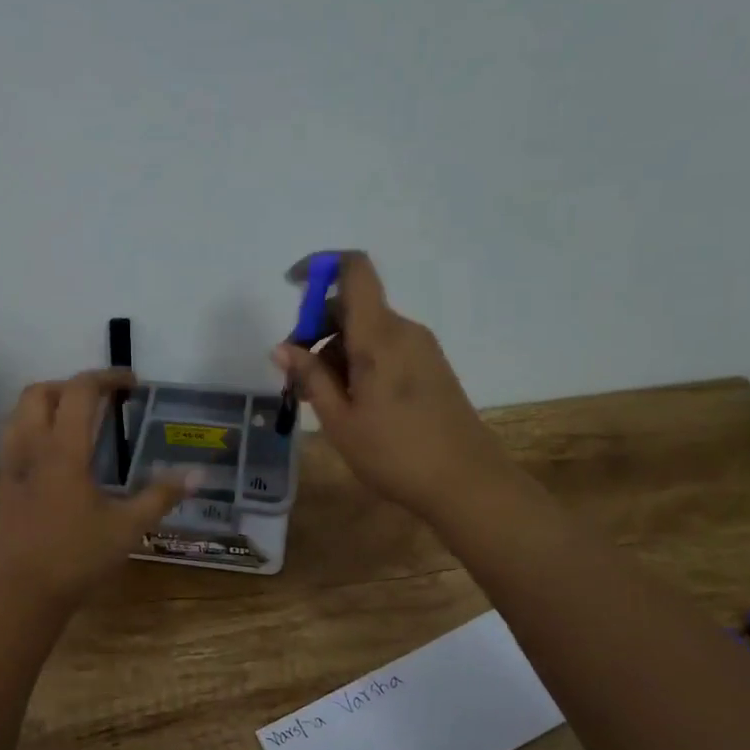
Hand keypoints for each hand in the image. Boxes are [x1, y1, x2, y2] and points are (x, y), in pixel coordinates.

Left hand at [0, 369, 189, 613]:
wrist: (22, 595)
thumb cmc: (77, 558)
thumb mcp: (128, 528)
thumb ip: (162, 495)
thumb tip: (198, 474)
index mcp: (63, 450)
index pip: (79, 391)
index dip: (106, 377)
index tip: (132, 382)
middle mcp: (32, 447)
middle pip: (41, 392)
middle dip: (72, 385)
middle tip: (102, 399)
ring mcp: (12, 465)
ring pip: (20, 412)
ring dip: (48, 403)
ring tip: (77, 419)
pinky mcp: (3, 484)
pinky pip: (13, 437)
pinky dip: (34, 427)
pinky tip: (56, 453)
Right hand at [276, 252, 513, 524]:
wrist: (468, 483)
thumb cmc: (395, 453)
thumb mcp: (340, 419)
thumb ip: (310, 376)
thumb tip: (282, 347)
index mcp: (379, 336)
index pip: (353, 270)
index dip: (320, 265)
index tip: (291, 286)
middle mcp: (403, 330)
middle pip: (351, 306)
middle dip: (316, 330)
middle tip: (296, 377)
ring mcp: (420, 348)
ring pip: (366, 330)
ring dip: (335, 352)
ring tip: (320, 400)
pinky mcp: (430, 366)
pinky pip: (384, 347)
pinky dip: (358, 362)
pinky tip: (350, 403)